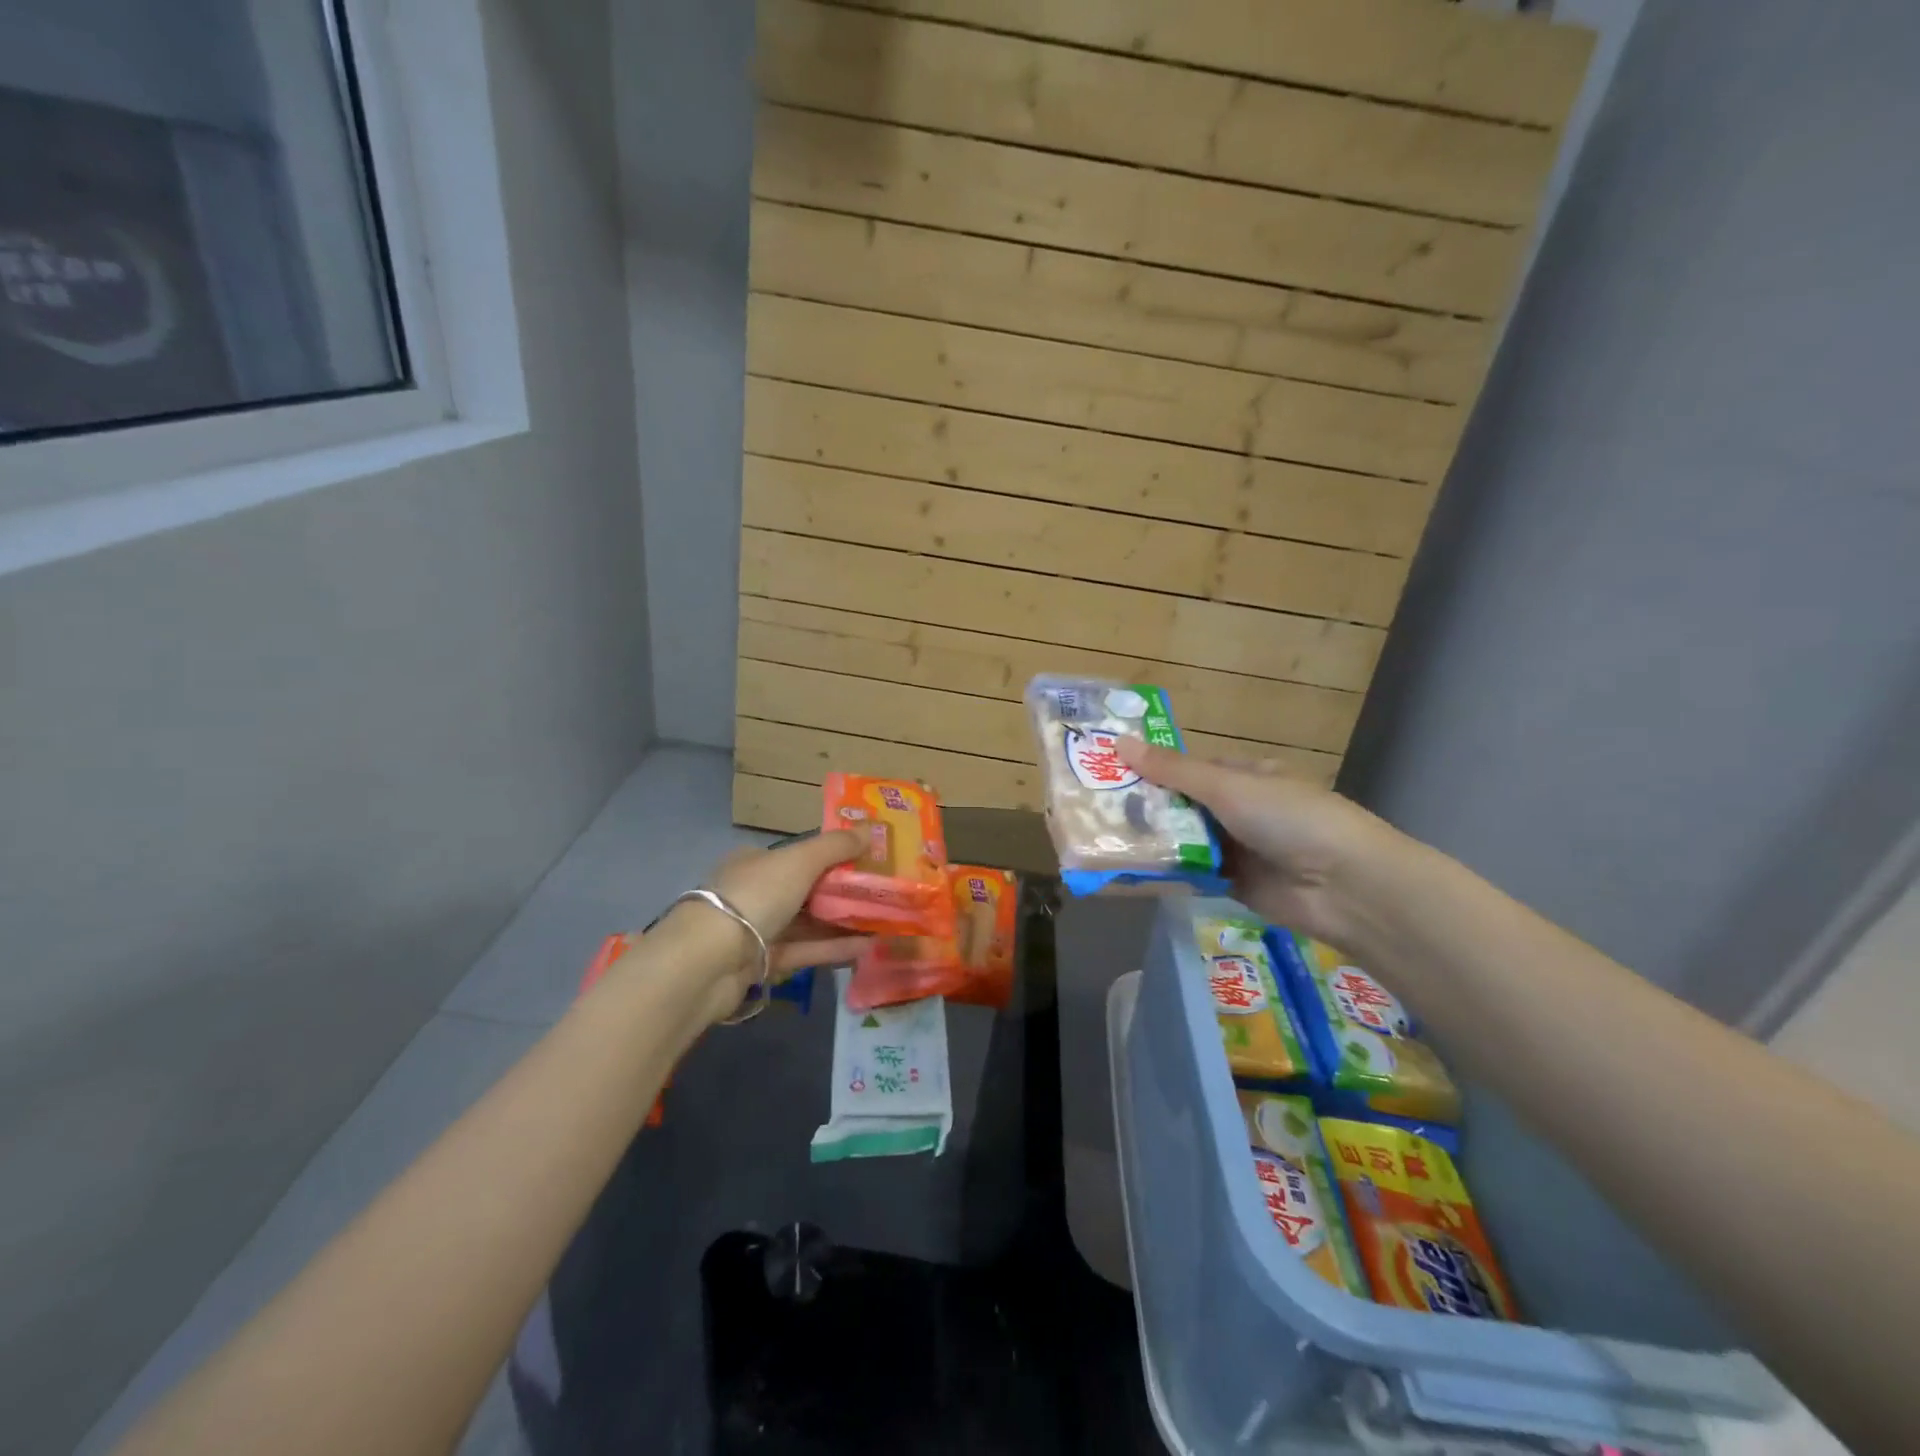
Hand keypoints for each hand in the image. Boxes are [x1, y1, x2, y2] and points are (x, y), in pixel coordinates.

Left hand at [696, 830, 872, 1009]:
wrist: (708, 961)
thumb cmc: (755, 895)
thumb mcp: (800, 861)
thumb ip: (836, 845)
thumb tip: (871, 828)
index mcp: (756, 861)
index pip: (799, 855)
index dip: (833, 856)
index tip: (866, 862)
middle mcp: (755, 892)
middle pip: (806, 890)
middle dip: (843, 892)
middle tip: (883, 894)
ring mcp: (757, 930)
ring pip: (808, 923)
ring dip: (843, 922)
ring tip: (884, 922)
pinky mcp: (762, 964)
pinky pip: (804, 951)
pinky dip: (833, 947)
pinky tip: (867, 947)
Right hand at [1119, 738, 1395, 946]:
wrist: (1343, 886)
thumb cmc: (1288, 818)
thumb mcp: (1227, 786)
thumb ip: (1173, 771)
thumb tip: (1119, 741)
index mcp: (1244, 776)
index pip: (1188, 768)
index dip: (1151, 769)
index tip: (1107, 772)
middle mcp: (1238, 809)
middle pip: (1181, 806)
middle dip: (1145, 809)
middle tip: (1093, 811)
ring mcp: (1236, 848)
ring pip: (1183, 841)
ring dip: (1152, 842)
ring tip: (1100, 841)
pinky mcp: (1233, 884)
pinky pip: (1192, 874)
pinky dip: (1166, 874)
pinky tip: (1128, 872)